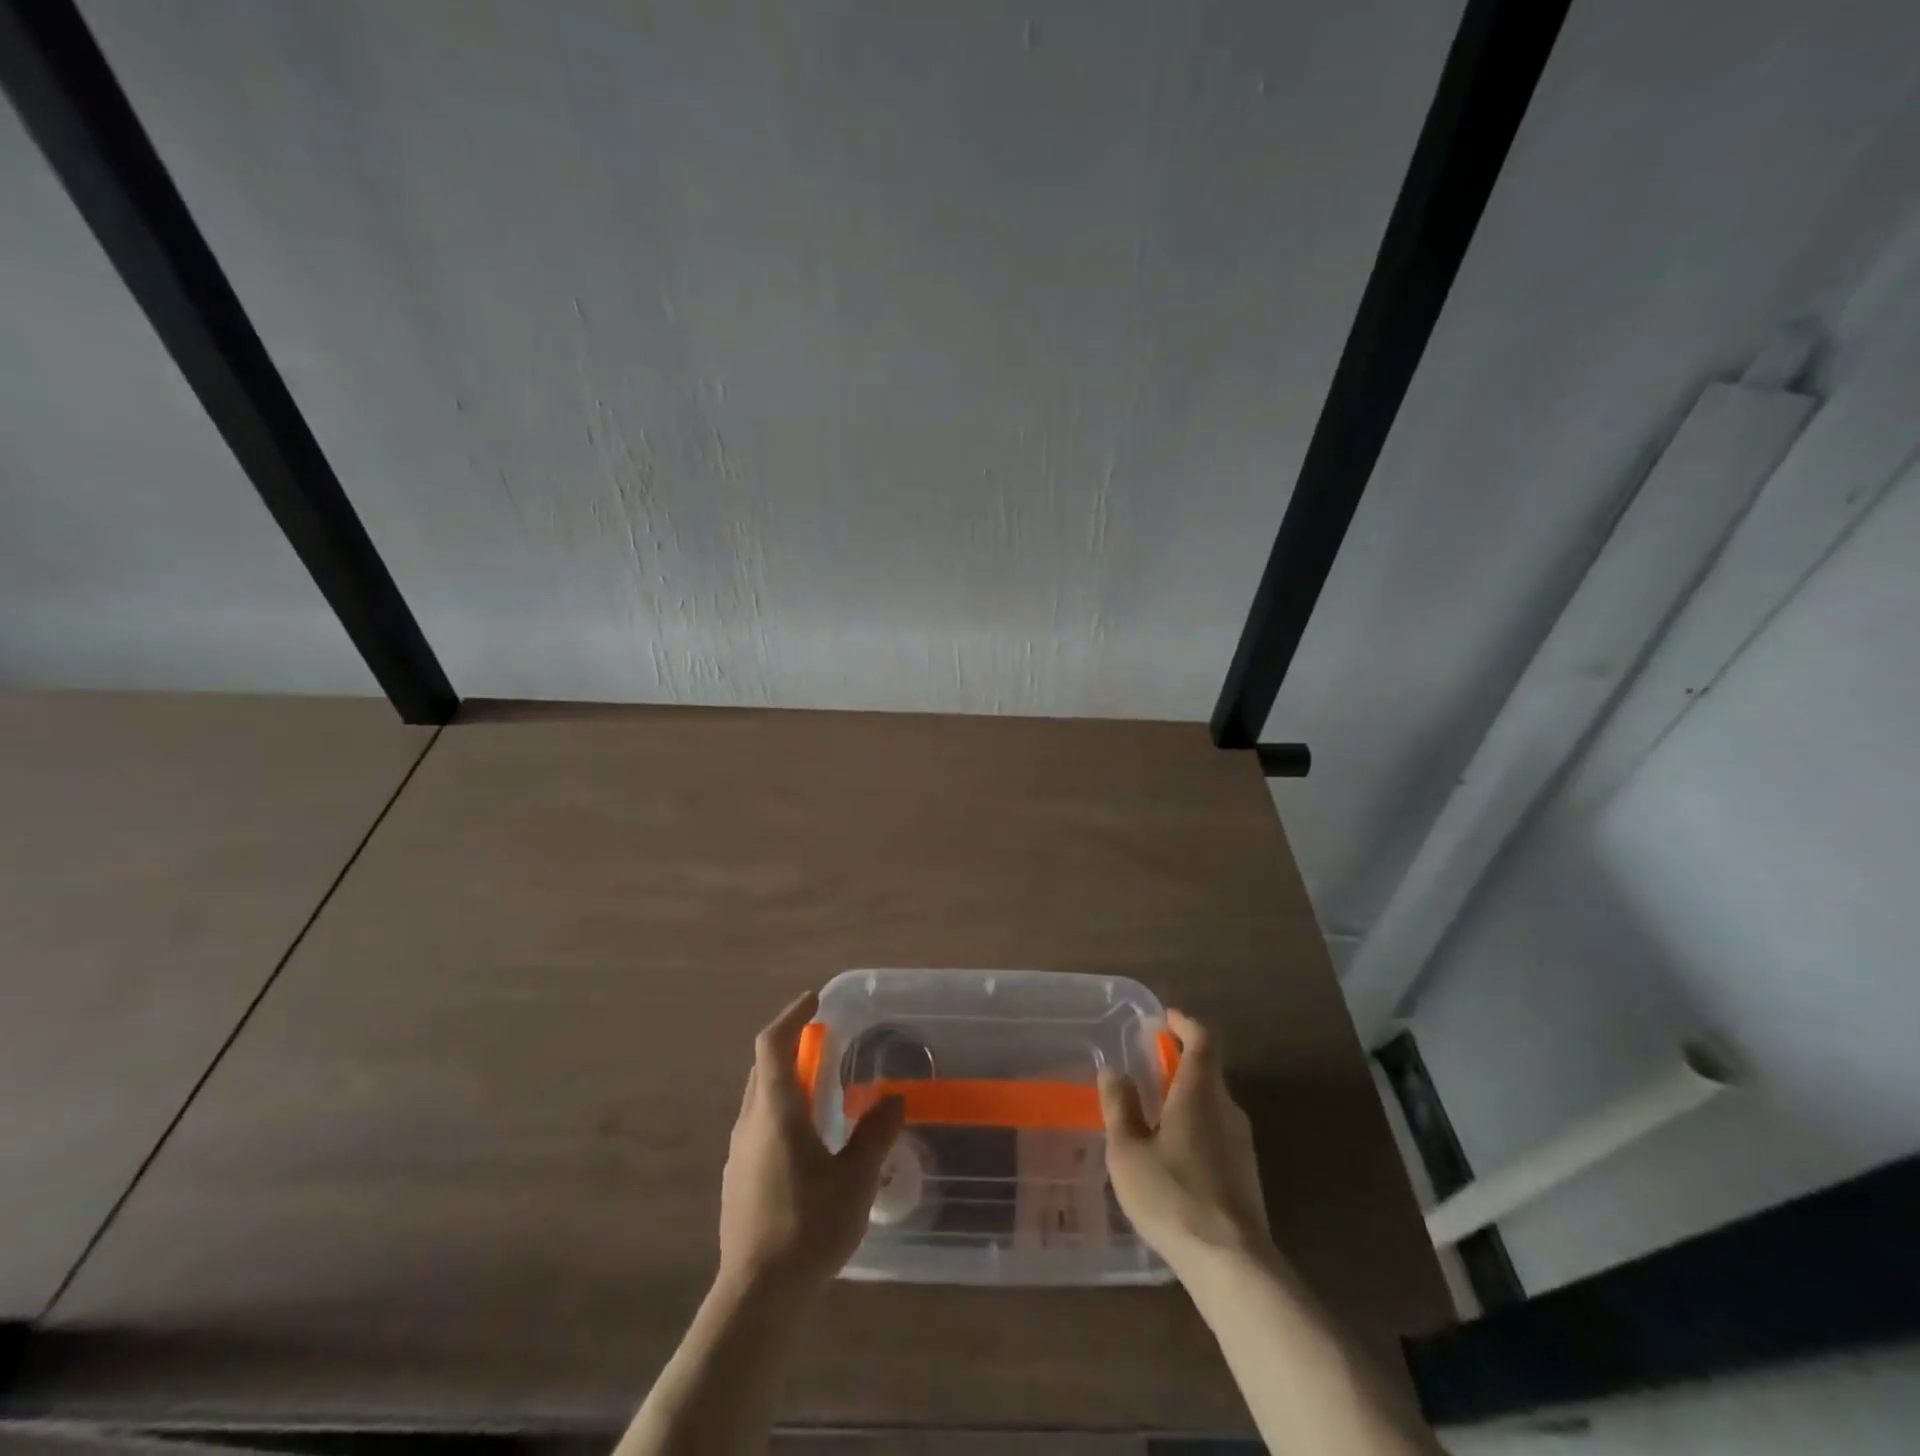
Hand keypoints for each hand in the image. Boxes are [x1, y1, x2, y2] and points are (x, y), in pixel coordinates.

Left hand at [718, 990, 904, 1295]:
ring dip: (786, 1080)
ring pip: (759, 1098)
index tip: (814, 1000)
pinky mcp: (737, 1179)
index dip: (792, 1016)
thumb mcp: (855, 1179)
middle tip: (825, 1041)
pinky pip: (759, 1125)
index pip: (772, 1044)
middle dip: (791, 1046)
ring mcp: (739, 1153)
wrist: (756, 1296)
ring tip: (821, 1089)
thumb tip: (894, 1099)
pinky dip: (781, 1111)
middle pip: (764, 1068)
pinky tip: (806, 1141)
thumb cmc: (808, 1227)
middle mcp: (750, 1122)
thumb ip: (876, 1134)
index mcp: (776, 1112)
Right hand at [1099, 1008, 1271, 1271]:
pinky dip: (1196, 1125)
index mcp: (1200, 1092)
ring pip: (1213, 1103)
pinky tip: (1173, 1155)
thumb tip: (1114, 1072)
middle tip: (1148, 1067)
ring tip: (1154, 1113)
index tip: (1163, 1019)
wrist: (1232, 1264)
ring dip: (1187, 1096)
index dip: (1183, 1023)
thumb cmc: (1172, 1195)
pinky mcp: (1247, 1173)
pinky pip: (1218, 1132)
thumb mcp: (1128, 1150)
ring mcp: (1242, 1142)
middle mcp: (1227, 1108)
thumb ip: (1120, 1106)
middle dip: (1179, 1062)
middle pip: (1208, 1070)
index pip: (1202, 1039)